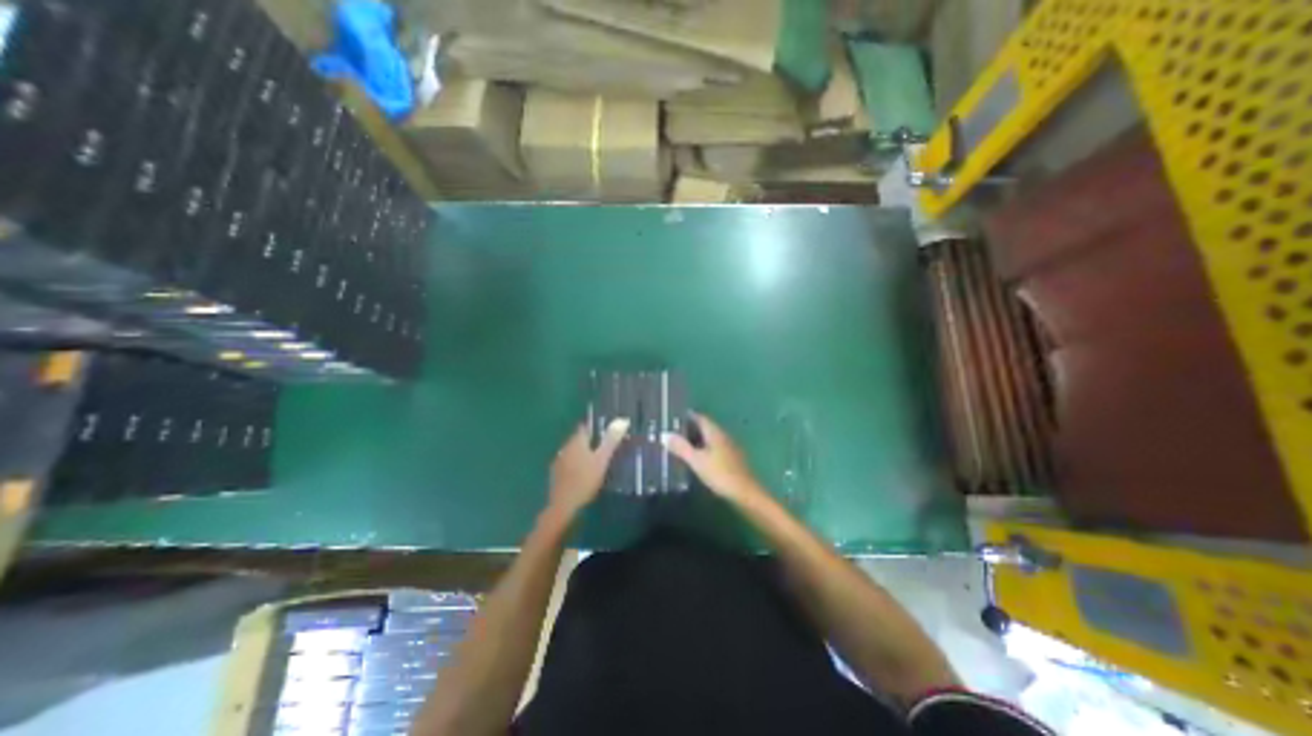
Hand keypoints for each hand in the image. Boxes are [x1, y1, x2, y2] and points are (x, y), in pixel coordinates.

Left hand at [551, 422, 629, 518]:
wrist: (563, 506)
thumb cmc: (585, 480)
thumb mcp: (602, 460)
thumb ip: (611, 440)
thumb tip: (622, 419)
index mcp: (577, 441)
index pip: (586, 426)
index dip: (596, 426)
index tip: (608, 428)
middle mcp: (566, 447)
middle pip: (580, 438)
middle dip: (591, 439)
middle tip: (606, 444)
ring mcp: (559, 460)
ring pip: (574, 451)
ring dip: (584, 452)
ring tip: (597, 458)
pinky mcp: (556, 473)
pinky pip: (569, 462)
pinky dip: (577, 463)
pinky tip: (584, 472)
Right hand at [663, 414, 765, 505]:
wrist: (745, 493)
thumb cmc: (720, 474)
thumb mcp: (696, 461)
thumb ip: (681, 447)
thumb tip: (664, 434)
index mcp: (715, 431)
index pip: (699, 417)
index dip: (685, 417)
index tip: (671, 419)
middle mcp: (723, 435)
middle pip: (704, 427)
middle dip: (689, 428)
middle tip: (671, 433)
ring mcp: (728, 447)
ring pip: (709, 438)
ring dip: (695, 440)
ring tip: (679, 445)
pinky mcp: (731, 459)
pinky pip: (713, 448)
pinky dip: (703, 449)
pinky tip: (695, 459)